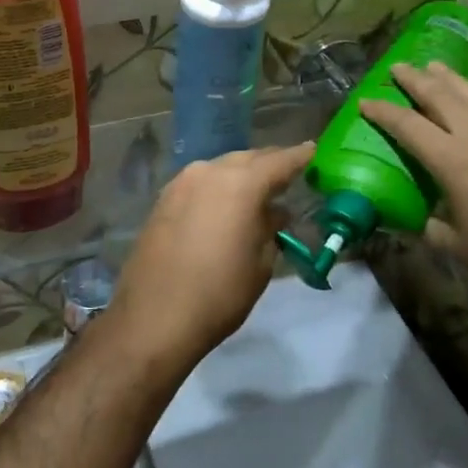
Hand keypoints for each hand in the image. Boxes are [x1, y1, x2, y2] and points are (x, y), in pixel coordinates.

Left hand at [111, 143, 314, 366]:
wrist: (154, 317)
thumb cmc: (220, 293)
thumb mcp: (260, 264)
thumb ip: (269, 228)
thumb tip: (274, 212)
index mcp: (240, 184)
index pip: (278, 161)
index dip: (299, 156)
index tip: (313, 150)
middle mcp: (209, 172)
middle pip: (247, 159)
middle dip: (268, 165)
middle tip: (287, 175)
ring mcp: (181, 183)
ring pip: (220, 168)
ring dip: (241, 175)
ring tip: (257, 191)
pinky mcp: (163, 199)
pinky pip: (200, 183)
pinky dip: (217, 187)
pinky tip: (224, 204)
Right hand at [359, 63, 467, 303]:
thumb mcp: (452, 243)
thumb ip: (425, 224)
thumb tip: (406, 218)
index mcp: (451, 160)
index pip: (408, 125)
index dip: (383, 112)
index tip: (363, 101)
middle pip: (440, 97)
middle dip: (415, 79)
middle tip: (396, 66)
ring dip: (448, 78)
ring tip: (432, 64)